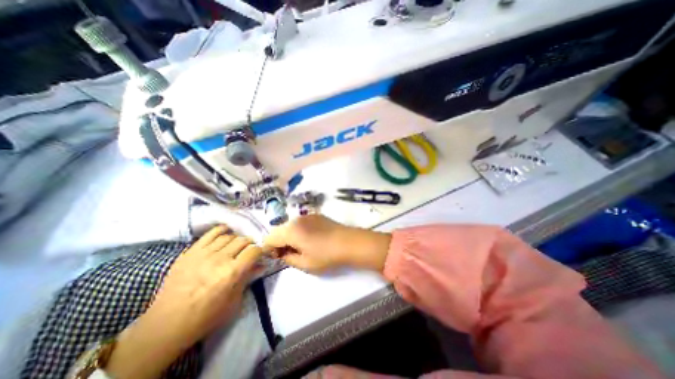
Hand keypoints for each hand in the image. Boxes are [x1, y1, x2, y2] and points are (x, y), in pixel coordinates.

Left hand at [105, 226, 262, 378]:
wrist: (167, 324)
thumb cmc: (206, 316)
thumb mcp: (234, 301)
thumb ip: (248, 278)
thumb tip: (261, 265)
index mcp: (232, 272)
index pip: (254, 250)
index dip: (261, 250)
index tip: (261, 254)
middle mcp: (220, 259)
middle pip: (243, 240)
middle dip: (250, 244)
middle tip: (249, 251)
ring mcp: (204, 253)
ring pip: (228, 236)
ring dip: (237, 239)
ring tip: (236, 246)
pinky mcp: (190, 252)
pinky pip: (210, 234)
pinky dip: (221, 231)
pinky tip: (226, 233)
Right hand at [263, 214, 391, 273]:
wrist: (349, 242)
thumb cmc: (326, 256)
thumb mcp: (304, 263)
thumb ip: (288, 258)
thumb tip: (282, 253)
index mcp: (291, 230)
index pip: (269, 238)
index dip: (270, 249)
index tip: (280, 258)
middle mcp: (296, 219)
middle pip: (279, 230)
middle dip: (280, 242)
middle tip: (291, 254)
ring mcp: (307, 215)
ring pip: (290, 225)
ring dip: (290, 236)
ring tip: (302, 247)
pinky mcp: (316, 215)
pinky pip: (301, 222)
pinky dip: (300, 231)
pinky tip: (311, 239)